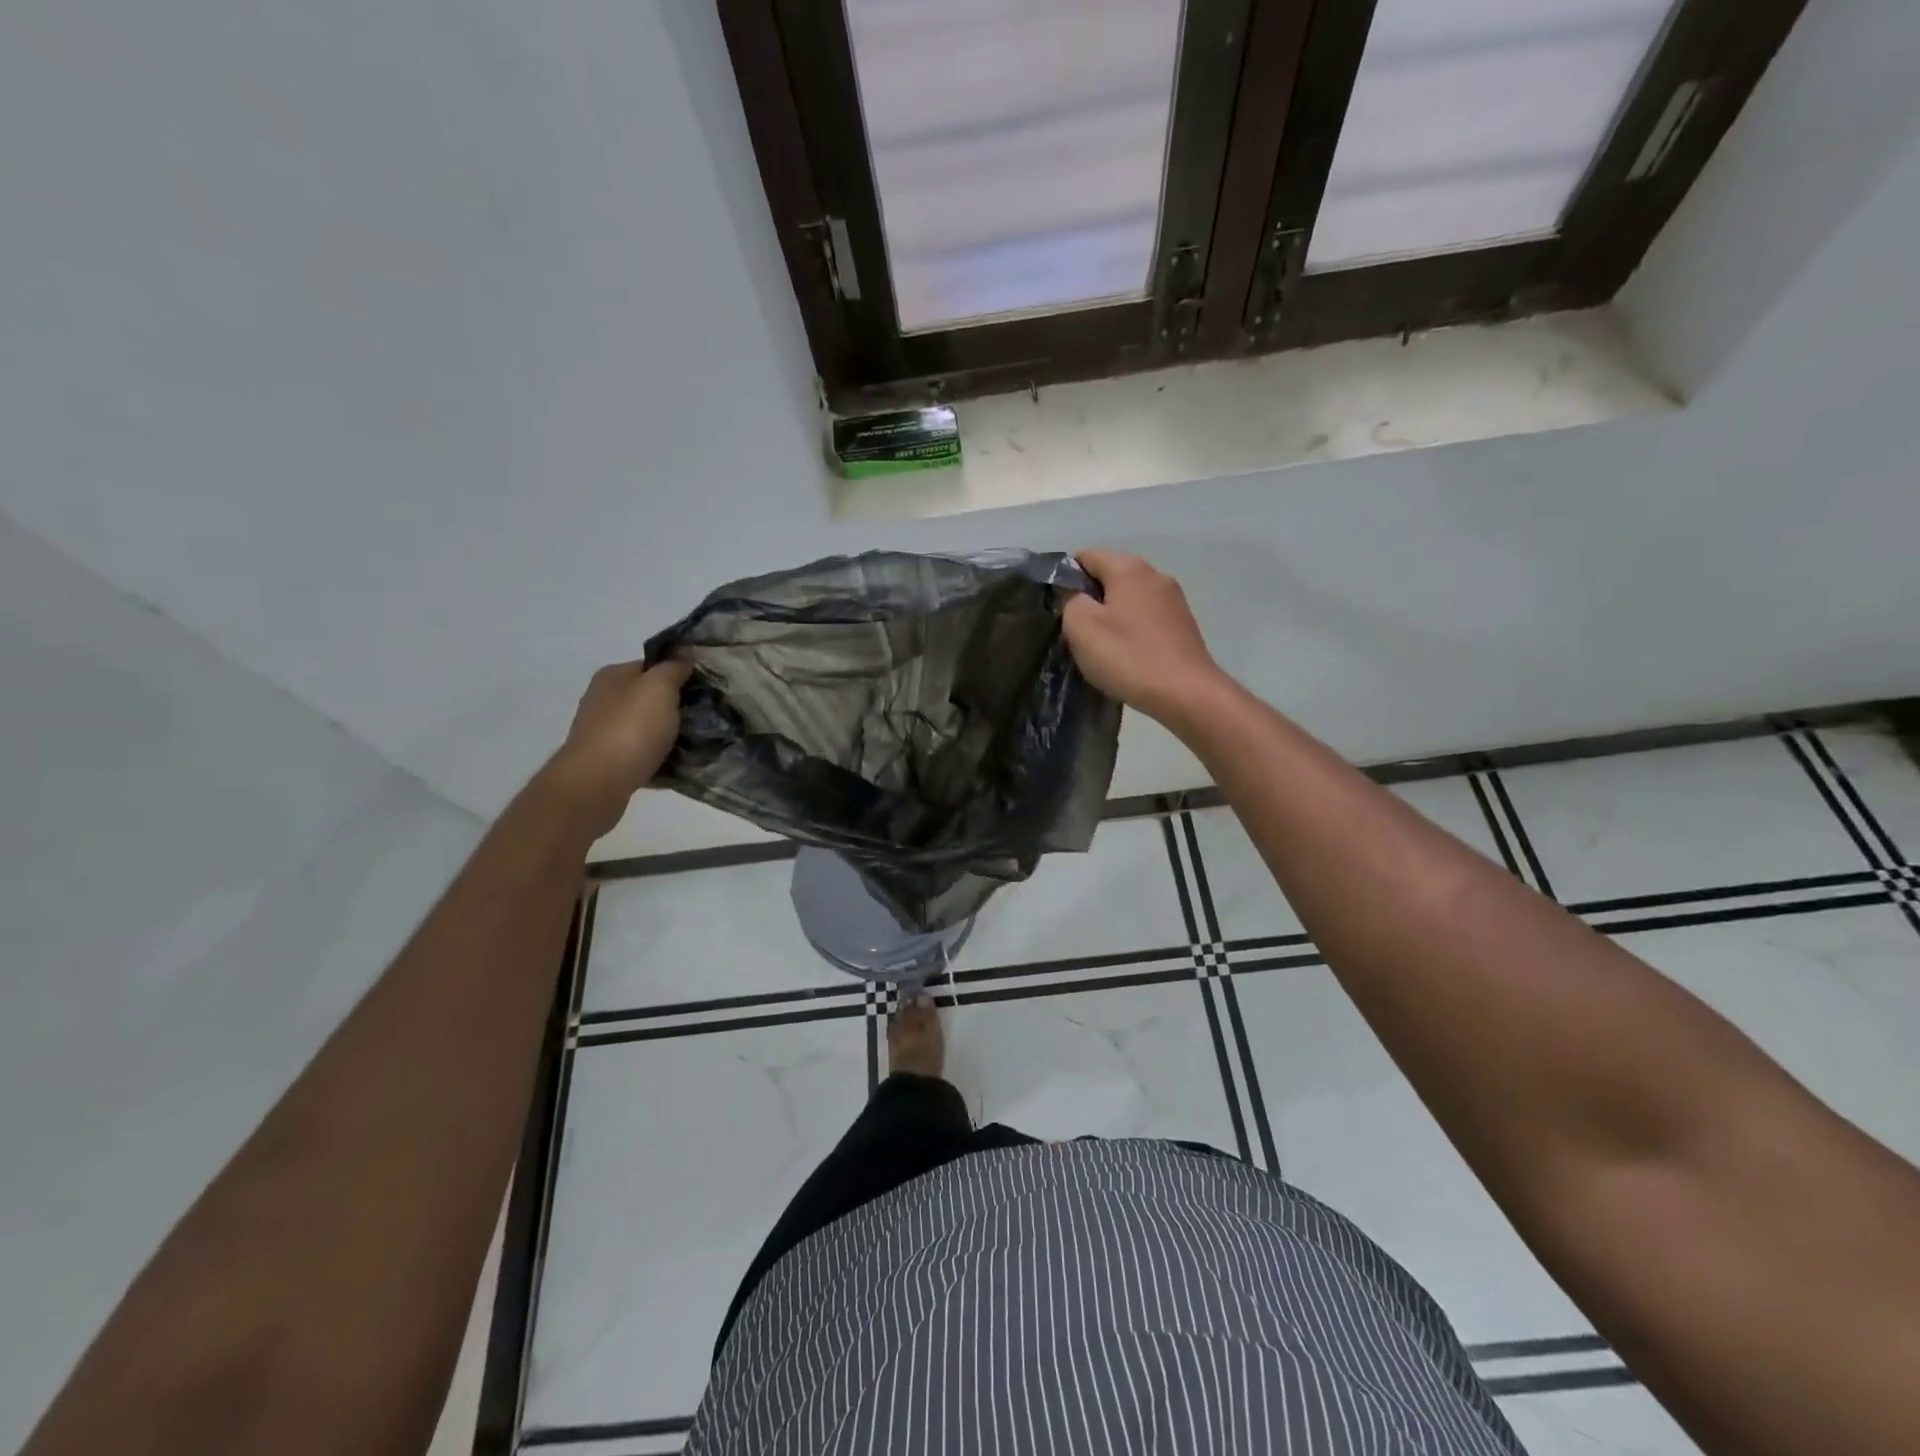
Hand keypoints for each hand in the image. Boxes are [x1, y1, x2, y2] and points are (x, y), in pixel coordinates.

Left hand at [541, 659, 691, 836]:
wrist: (598, 783)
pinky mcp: (608, 761)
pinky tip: (677, 763)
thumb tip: (683, 660)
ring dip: (669, 734)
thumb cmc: (631, 729)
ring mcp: (603, 731)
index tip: (705, 688)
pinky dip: (659, 756)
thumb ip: (673, 669)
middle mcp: (603, 699)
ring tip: (696, 742)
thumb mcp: (659, 687)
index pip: (652, 666)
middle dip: (676, 706)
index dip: (679, 674)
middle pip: (649, 697)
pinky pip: (642, 753)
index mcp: (613, 676)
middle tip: (705, 716)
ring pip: (647, 726)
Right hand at [1063, 550, 1228, 729]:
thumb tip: (1073, 594)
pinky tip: (1126, 655)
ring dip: (1111, 616)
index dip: (1066, 576)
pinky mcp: (1183, 625)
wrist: (1187, 694)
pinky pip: (1146, 618)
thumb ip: (1070, 600)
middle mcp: (1155, 575)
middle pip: (1110, 576)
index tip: (1056, 606)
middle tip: (1074, 631)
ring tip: (1099, 646)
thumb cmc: (1128, 656)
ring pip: (1129, 599)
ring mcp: (1174, 600)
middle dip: (1089, 598)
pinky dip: (1131, 630)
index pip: (1087, 555)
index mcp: (1129, 568)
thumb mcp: (1082, 627)